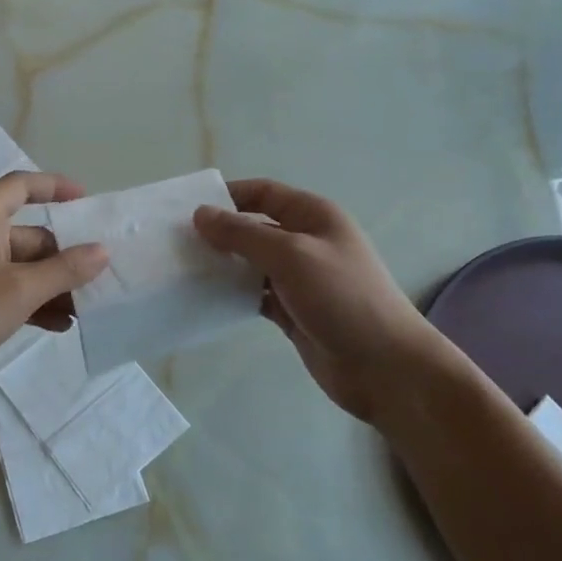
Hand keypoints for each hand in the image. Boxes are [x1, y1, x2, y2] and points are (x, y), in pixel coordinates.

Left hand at [0, 171, 108, 408]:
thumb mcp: (18, 291)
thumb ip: (64, 270)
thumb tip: (102, 250)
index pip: (21, 186)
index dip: (55, 187)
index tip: (87, 201)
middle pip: (29, 234)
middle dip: (64, 256)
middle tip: (101, 275)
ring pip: (21, 268)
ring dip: (52, 286)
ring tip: (88, 308)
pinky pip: (8, 291)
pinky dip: (32, 304)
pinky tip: (61, 326)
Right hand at [194, 179, 443, 423]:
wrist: (384, 367)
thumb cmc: (342, 298)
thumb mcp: (291, 256)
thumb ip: (243, 234)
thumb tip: (201, 214)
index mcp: (313, 217)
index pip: (264, 193)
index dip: (228, 195)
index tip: (188, 208)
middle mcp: (306, 242)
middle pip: (254, 227)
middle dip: (219, 232)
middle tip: (177, 242)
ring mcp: (299, 279)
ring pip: (251, 263)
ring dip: (223, 265)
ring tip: (183, 270)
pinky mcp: (292, 311)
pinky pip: (254, 295)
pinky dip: (233, 295)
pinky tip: (205, 299)